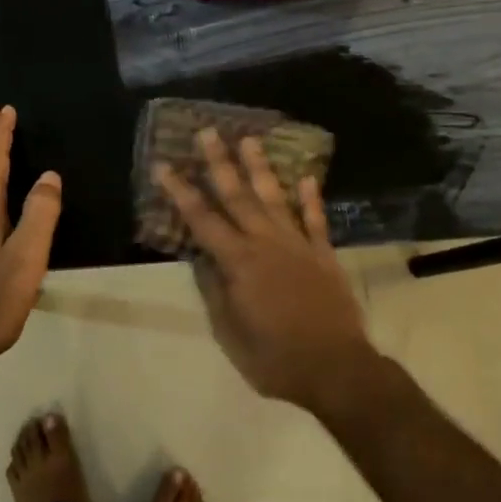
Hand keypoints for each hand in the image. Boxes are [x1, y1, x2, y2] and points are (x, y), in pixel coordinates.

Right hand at [154, 130, 376, 413]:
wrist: (336, 369)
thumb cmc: (274, 358)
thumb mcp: (230, 333)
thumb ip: (215, 291)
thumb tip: (202, 259)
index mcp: (238, 262)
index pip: (201, 219)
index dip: (180, 191)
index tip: (164, 165)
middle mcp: (265, 243)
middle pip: (237, 196)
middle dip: (219, 163)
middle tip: (208, 132)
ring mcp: (298, 245)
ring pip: (274, 198)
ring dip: (260, 168)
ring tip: (250, 140)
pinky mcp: (324, 254)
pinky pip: (316, 220)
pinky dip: (311, 198)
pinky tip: (307, 177)